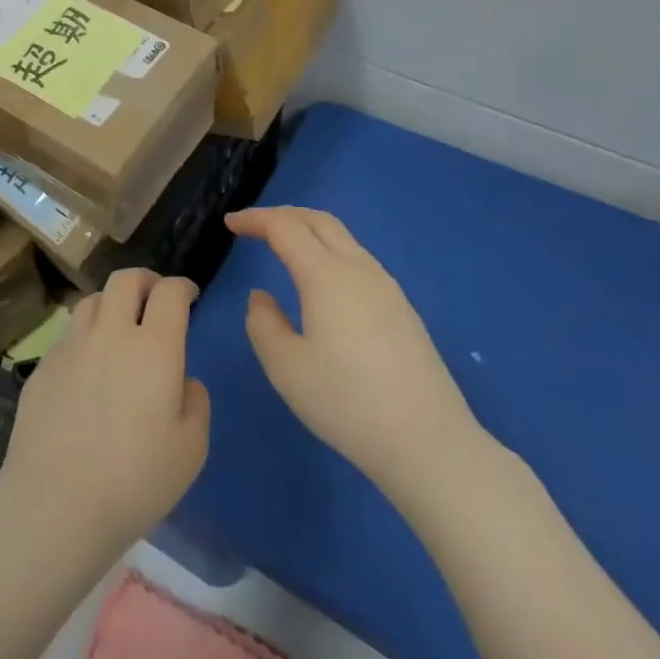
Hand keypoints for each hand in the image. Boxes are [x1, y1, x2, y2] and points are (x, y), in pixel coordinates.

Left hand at [0, 269, 210, 561]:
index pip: (169, 293)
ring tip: (119, 324)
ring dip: (112, 303)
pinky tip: (88, 366)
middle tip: (155, 295)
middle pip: (125, 279)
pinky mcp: (43, 365)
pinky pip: (69, 335)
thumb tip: (182, 379)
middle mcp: (110, 333)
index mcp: (153, 347)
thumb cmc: (135, 481)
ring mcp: (71, 346)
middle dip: (146, 280)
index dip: (182, 287)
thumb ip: (195, 402)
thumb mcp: (191, 450)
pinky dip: (86, 337)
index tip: (189, 294)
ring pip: (93, 301)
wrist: (56, 503)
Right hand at [227, 206, 488, 510]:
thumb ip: (262, 323)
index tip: (230, 223)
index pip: (285, 227)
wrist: (430, 444)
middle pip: (319, 220)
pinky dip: (329, 252)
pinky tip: (322, 282)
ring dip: (309, 232)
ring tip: (284, 247)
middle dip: (283, 215)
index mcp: (326, 275)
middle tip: (254, 226)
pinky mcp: (402, 309)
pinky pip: (358, 260)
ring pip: (343, 238)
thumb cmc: (347, 403)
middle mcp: (359, 270)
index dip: (255, 219)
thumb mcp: (285, 367)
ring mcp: (387, 288)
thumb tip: (262, 297)